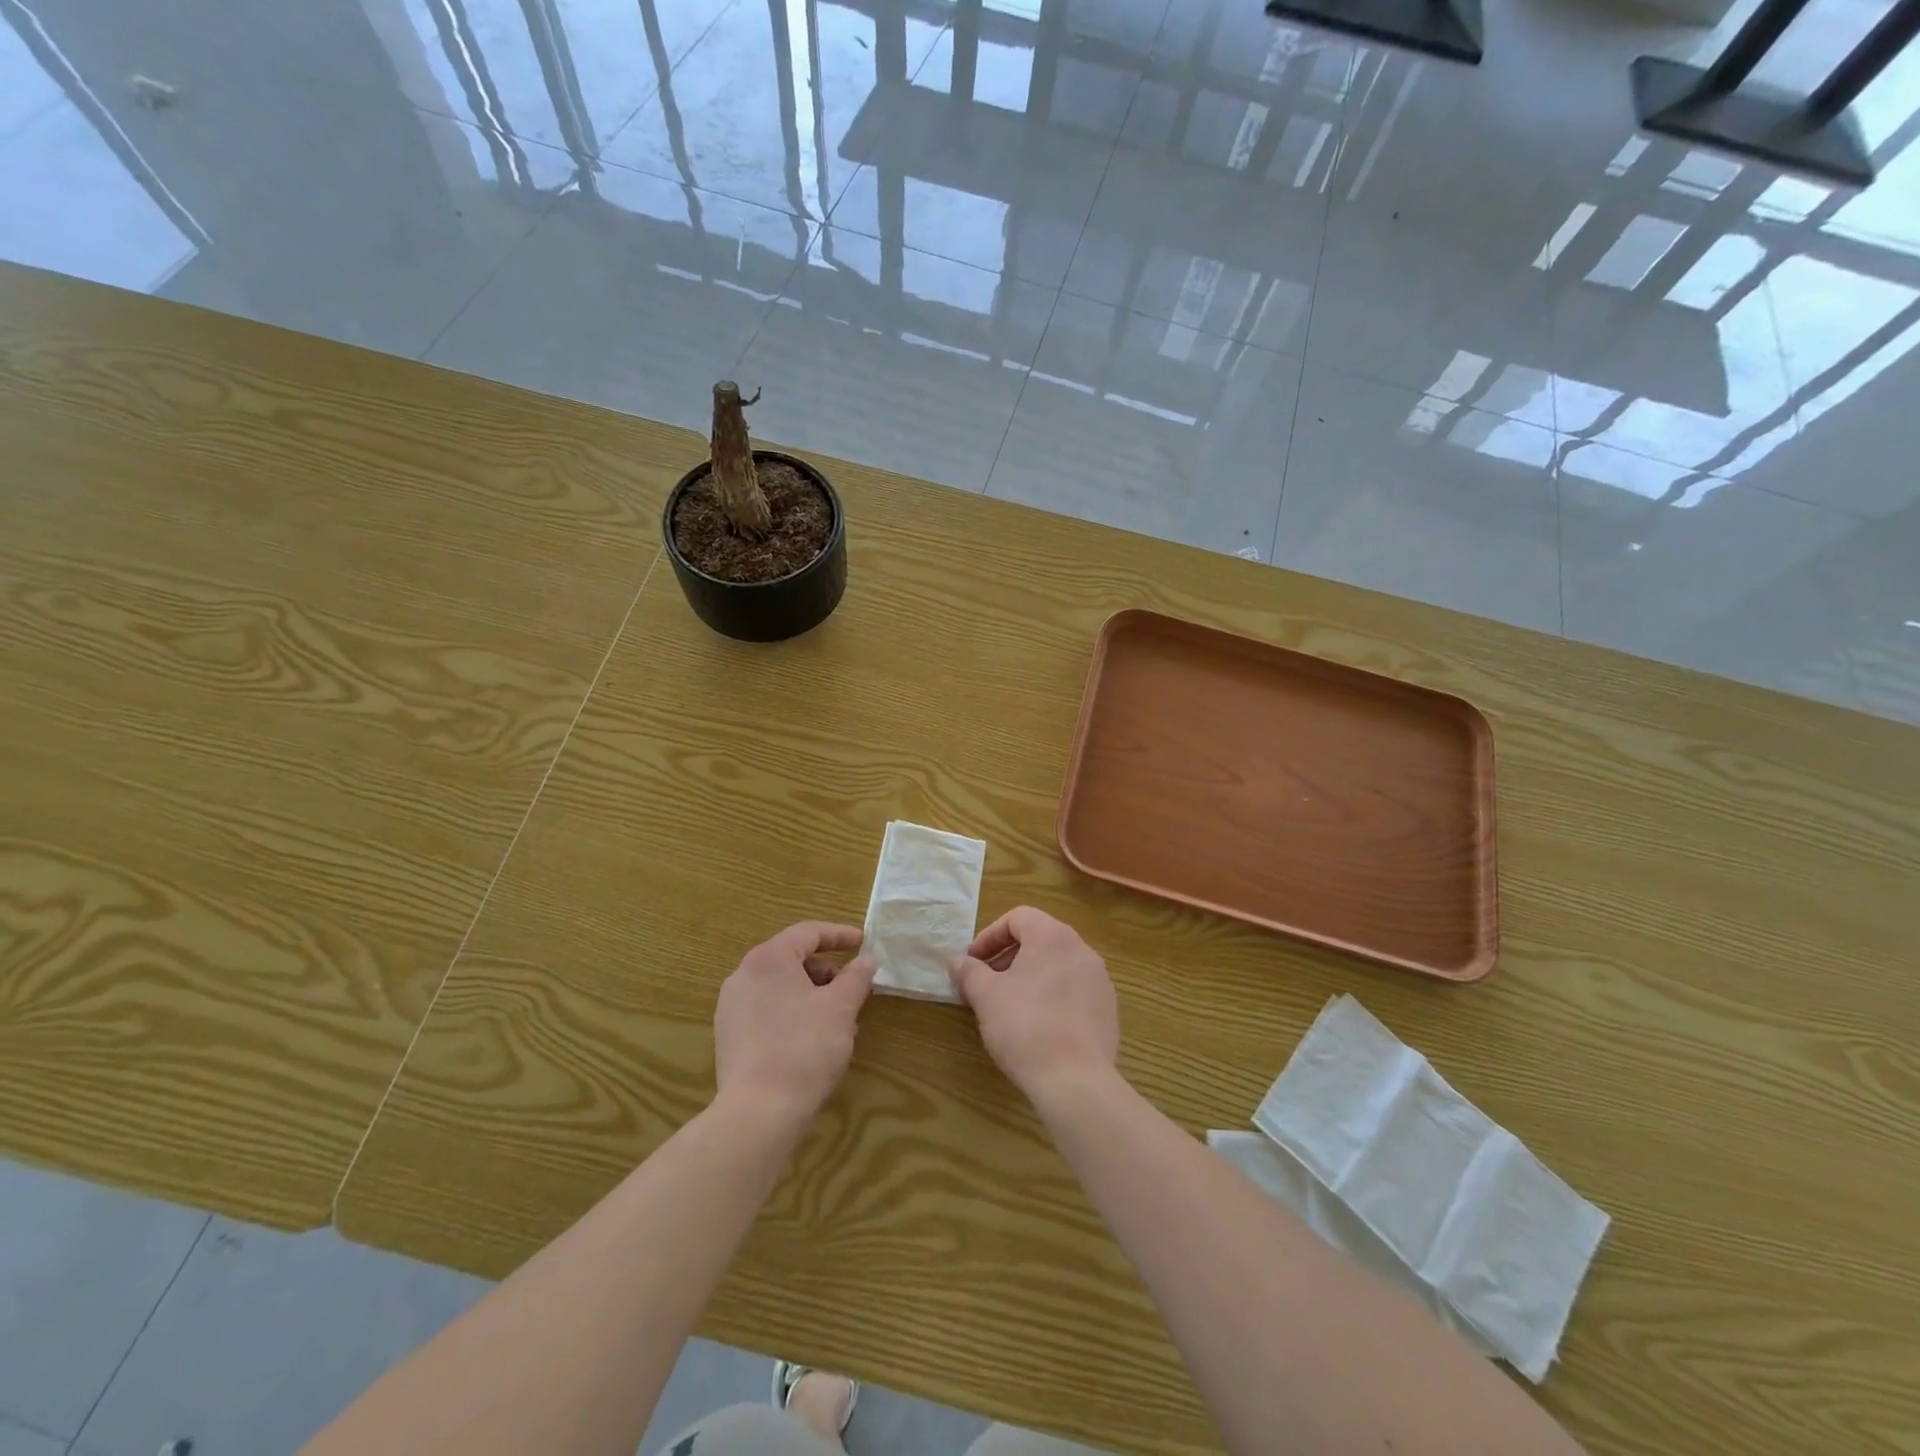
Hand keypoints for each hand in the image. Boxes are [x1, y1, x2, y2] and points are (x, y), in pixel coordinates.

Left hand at [714, 922, 876, 1129]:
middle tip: (852, 988)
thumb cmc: (805, 1047)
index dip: (839, 935)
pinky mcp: (729, 1037)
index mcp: (769, 959)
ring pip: (780, 987)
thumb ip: (857, 977)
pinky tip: (813, 1040)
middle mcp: (743, 975)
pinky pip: (766, 1011)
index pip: (808, 932)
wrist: (758, 1112)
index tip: (863, 943)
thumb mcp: (841, 1008)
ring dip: (812, 995)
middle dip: (826, 971)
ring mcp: (731, 1007)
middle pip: (792, 959)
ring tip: (838, 1020)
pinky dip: (792, 1013)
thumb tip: (867, 959)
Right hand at [949, 907, 1118, 1104]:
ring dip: (1029, 976)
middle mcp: (1081, 949)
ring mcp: (1099, 980)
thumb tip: (958, 962)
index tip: (973, 962)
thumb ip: (969, 972)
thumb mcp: (986, 996)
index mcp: (1053, 936)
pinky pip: (1073, 989)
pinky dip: (1052, 995)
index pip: (1018, 918)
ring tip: (1008, 1005)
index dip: (990, 936)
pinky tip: (1037, 1025)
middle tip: (985, 984)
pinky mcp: (1108, 1009)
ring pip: (1057, 965)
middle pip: (1039, 939)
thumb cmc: (1025, 1026)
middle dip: (1007, 957)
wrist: (1076, 1081)